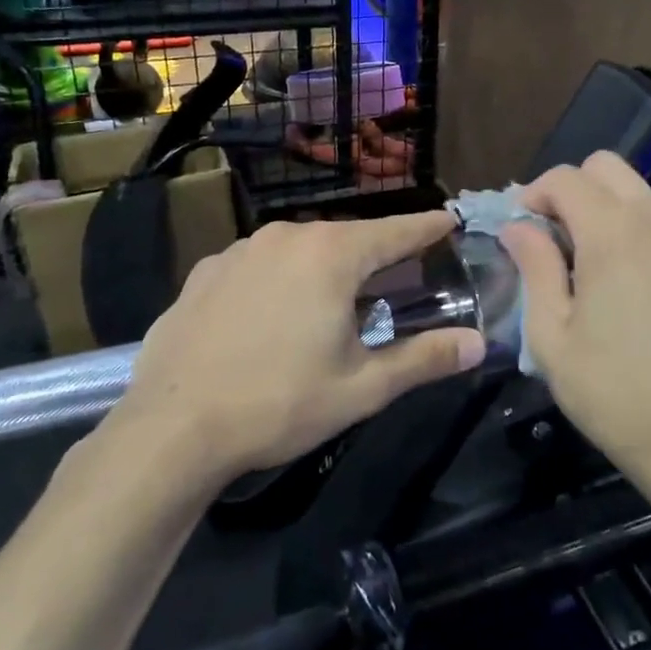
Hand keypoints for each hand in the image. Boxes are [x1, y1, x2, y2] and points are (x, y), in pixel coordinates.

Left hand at [97, 214, 485, 487]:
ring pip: (300, 249)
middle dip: (376, 256)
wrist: (172, 428)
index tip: (450, 221)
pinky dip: (280, 279)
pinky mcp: (205, 272)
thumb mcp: (362, 387)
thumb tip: (478, 344)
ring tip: (334, 302)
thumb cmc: (279, 403)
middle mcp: (286, 237)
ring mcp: (240, 250)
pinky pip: (260, 265)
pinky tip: (273, 315)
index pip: (396, 232)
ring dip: (325, 268)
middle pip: (347, 239)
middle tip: (397, 279)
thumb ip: (425, 358)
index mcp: (331, 256)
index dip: (427, 228)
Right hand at [500, 154, 650, 481]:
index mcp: (613, 233)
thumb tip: (517, 227)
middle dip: (569, 189)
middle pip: (605, 167)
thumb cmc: (611, 390)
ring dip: (599, 205)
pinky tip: (614, 274)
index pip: (566, 178)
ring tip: (579, 259)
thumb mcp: (551, 334)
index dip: (534, 194)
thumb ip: (534, 267)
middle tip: (548, 239)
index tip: (518, 232)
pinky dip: (627, 223)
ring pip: (633, 188)